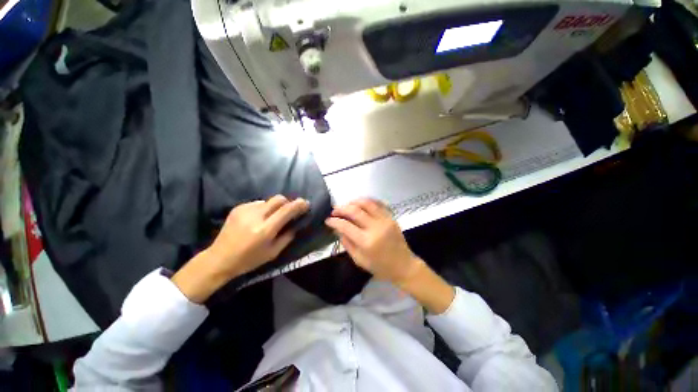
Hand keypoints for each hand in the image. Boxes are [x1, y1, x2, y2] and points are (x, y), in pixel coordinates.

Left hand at [173, 195, 308, 302]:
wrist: (219, 258)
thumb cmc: (249, 259)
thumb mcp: (273, 252)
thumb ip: (288, 236)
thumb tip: (297, 223)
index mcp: (265, 230)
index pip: (286, 210)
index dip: (298, 205)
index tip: (306, 203)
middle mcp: (255, 216)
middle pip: (278, 199)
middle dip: (288, 202)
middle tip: (290, 210)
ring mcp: (245, 210)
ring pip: (268, 200)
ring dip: (275, 206)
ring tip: (272, 217)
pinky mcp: (238, 208)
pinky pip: (258, 203)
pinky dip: (264, 208)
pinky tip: (259, 218)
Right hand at [325, 199, 422, 284]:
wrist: (403, 265)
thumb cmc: (380, 267)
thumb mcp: (359, 260)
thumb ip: (347, 243)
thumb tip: (338, 229)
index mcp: (366, 242)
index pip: (346, 226)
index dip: (334, 221)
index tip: (328, 220)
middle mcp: (375, 228)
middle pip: (355, 211)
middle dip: (341, 209)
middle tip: (334, 211)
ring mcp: (385, 220)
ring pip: (367, 203)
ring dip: (353, 202)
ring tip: (346, 205)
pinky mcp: (391, 217)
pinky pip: (378, 204)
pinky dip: (367, 201)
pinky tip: (360, 203)